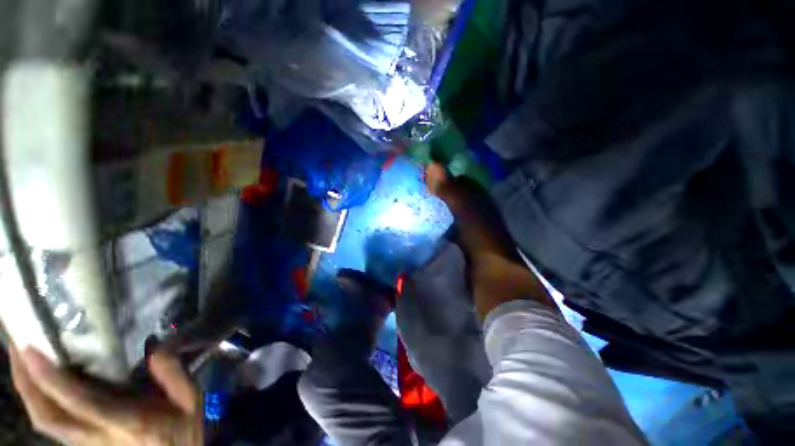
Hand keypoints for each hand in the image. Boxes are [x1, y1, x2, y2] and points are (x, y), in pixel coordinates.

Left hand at [10, 347, 202, 445]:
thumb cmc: (183, 433)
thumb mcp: (191, 401)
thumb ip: (174, 374)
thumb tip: (155, 346)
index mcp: (127, 422)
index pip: (81, 402)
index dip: (51, 379)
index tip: (31, 350)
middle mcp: (98, 436)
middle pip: (49, 417)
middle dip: (26, 383)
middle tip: (17, 346)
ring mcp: (88, 443)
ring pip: (46, 423)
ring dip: (29, 392)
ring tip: (21, 360)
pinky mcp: (85, 444)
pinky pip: (54, 424)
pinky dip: (40, 403)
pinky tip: (39, 384)